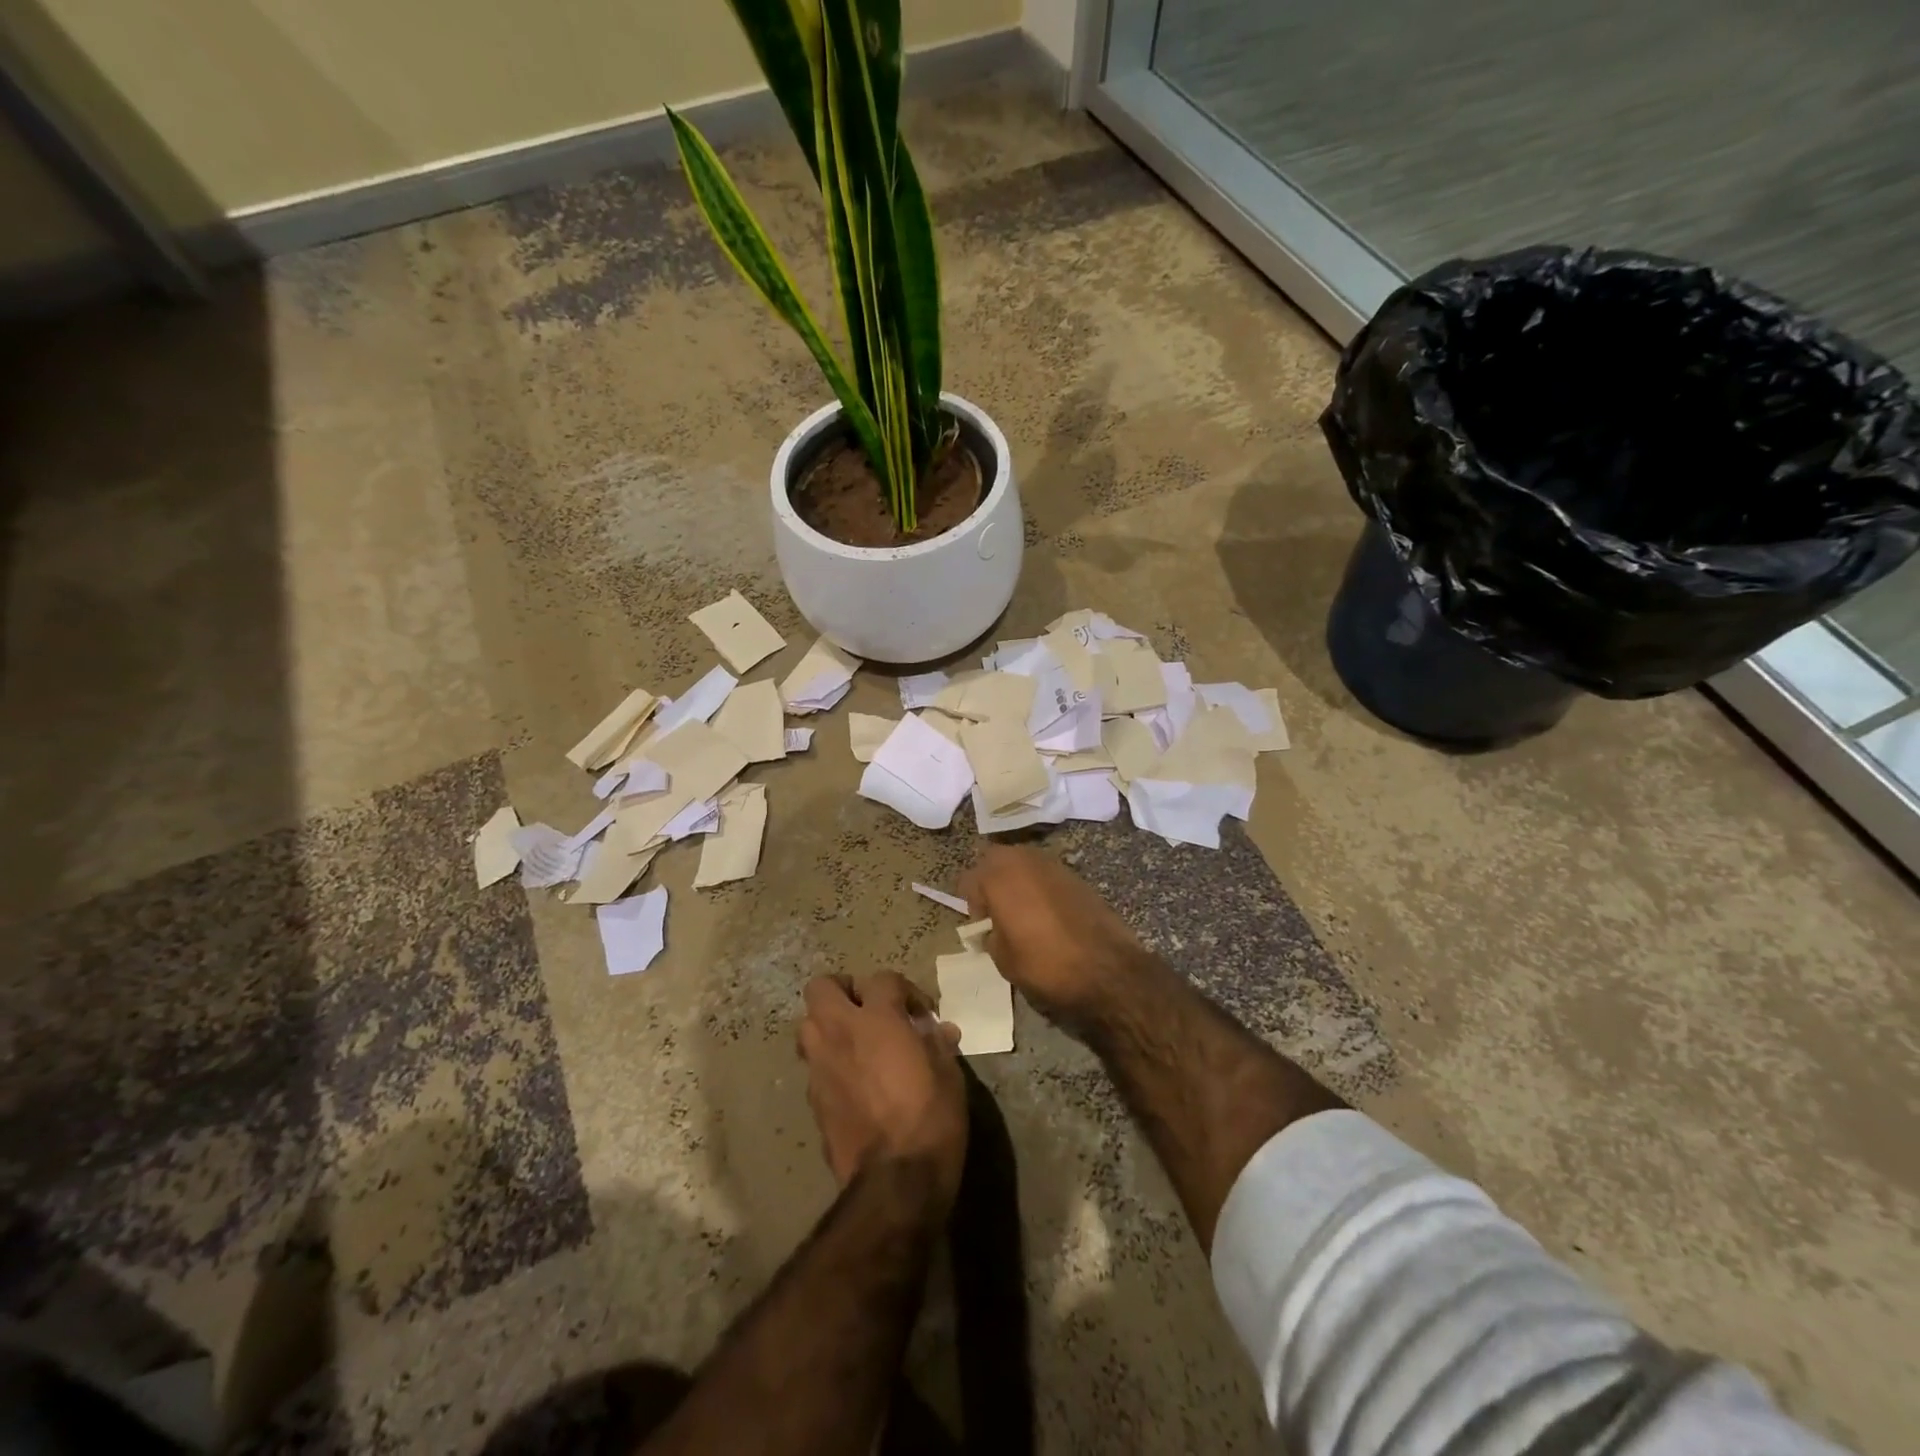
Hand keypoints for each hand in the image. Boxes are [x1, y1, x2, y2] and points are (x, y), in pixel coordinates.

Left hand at [796, 972, 967, 1206]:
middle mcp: (840, 1033)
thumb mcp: (948, 1074)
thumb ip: (937, 1044)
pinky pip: (815, 1065)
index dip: (904, 991)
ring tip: (856, 1043)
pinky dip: (830, 1063)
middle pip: (822, 987)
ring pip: (808, 1025)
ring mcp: (820, 1066)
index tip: (920, 1015)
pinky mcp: (812, 1099)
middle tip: (869, 1010)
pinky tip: (853, 1082)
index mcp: (877, 1019)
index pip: (882, 979)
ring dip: (828, 1026)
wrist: (895, 1181)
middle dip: (843, 991)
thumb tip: (938, 1030)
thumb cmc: (931, 1117)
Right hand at [958, 845, 1158, 1024]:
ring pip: (1022, 864)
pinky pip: (1046, 875)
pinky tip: (1048, 915)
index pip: (969, 879)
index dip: (971, 904)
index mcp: (999, 875)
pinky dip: (1040, 888)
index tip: (981, 927)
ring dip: (1017, 882)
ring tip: (1023, 914)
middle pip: (995, 861)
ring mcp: (1053, 864)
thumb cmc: (1045, 964)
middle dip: (991, 882)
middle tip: (997, 914)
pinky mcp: (1076, 875)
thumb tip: (995, 928)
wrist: (1107, 969)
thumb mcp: (1003, 958)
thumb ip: (991, 934)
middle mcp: (1024, 859)